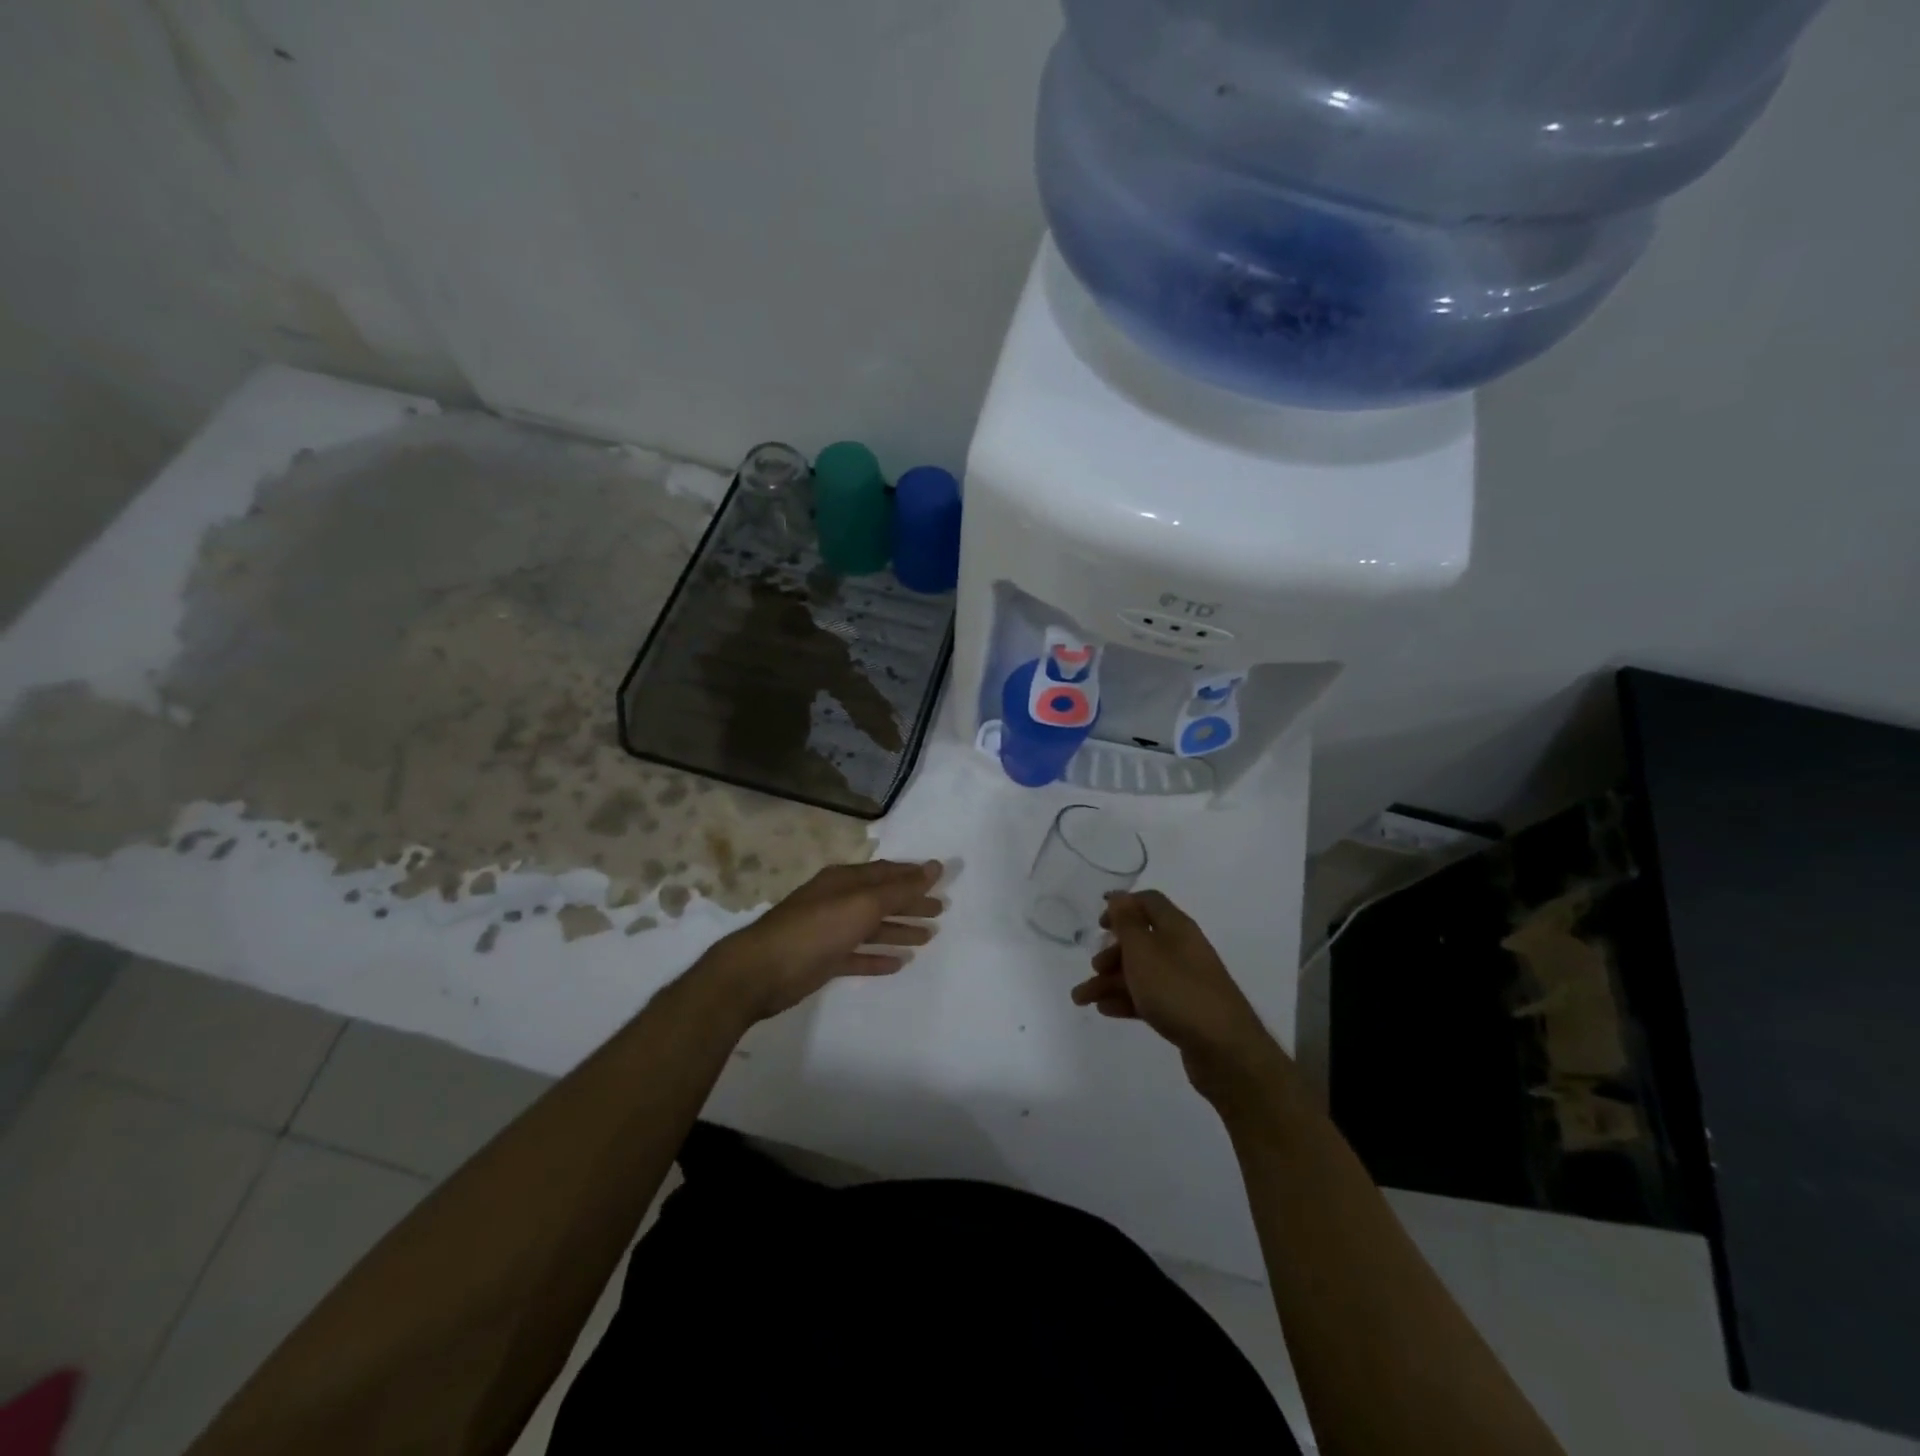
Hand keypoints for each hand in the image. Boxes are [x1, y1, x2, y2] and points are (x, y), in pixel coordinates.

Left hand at [702, 859, 944, 1024]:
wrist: (761, 971)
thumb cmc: (815, 929)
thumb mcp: (862, 904)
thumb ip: (900, 889)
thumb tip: (935, 867)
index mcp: (844, 880)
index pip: (886, 872)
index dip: (914, 875)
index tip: (941, 879)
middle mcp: (837, 900)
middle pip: (881, 899)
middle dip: (910, 903)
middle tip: (940, 911)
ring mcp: (829, 931)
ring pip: (871, 927)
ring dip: (899, 930)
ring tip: (928, 937)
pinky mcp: (823, 960)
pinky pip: (857, 956)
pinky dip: (877, 958)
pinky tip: (898, 964)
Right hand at [1070, 890, 1291, 1107]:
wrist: (1225, 1050)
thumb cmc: (1177, 991)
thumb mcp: (1144, 952)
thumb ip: (1127, 922)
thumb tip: (1119, 895)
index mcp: (1176, 928)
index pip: (1149, 902)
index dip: (1123, 907)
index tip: (1099, 923)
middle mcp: (1182, 950)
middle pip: (1142, 940)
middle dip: (1112, 952)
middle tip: (1094, 967)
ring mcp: (1185, 981)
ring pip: (1142, 972)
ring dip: (1110, 981)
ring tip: (1082, 999)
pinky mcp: (1185, 1010)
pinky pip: (1150, 997)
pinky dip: (1127, 1000)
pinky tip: (1106, 1011)